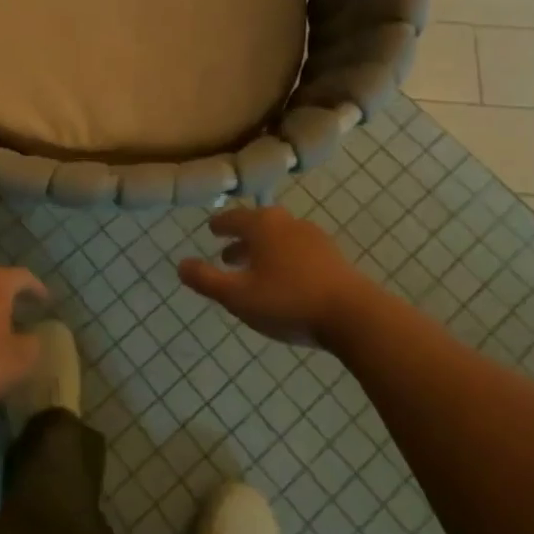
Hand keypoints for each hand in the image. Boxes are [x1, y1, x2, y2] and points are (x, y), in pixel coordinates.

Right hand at [178, 206, 375, 348]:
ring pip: (280, 238)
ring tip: (256, 271)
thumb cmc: (288, 301)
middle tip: (228, 255)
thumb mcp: (237, 296)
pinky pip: (299, 251)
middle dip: (242, 239)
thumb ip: (206, 280)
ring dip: (264, 251)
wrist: (353, 315)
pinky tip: (286, 280)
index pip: (234, 218)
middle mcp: (288, 223)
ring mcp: (314, 238)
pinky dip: (285, 259)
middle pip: (259, 225)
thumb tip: (180, 264)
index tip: (211, 230)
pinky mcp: (333, 257)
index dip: (220, 225)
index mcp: (262, 226)